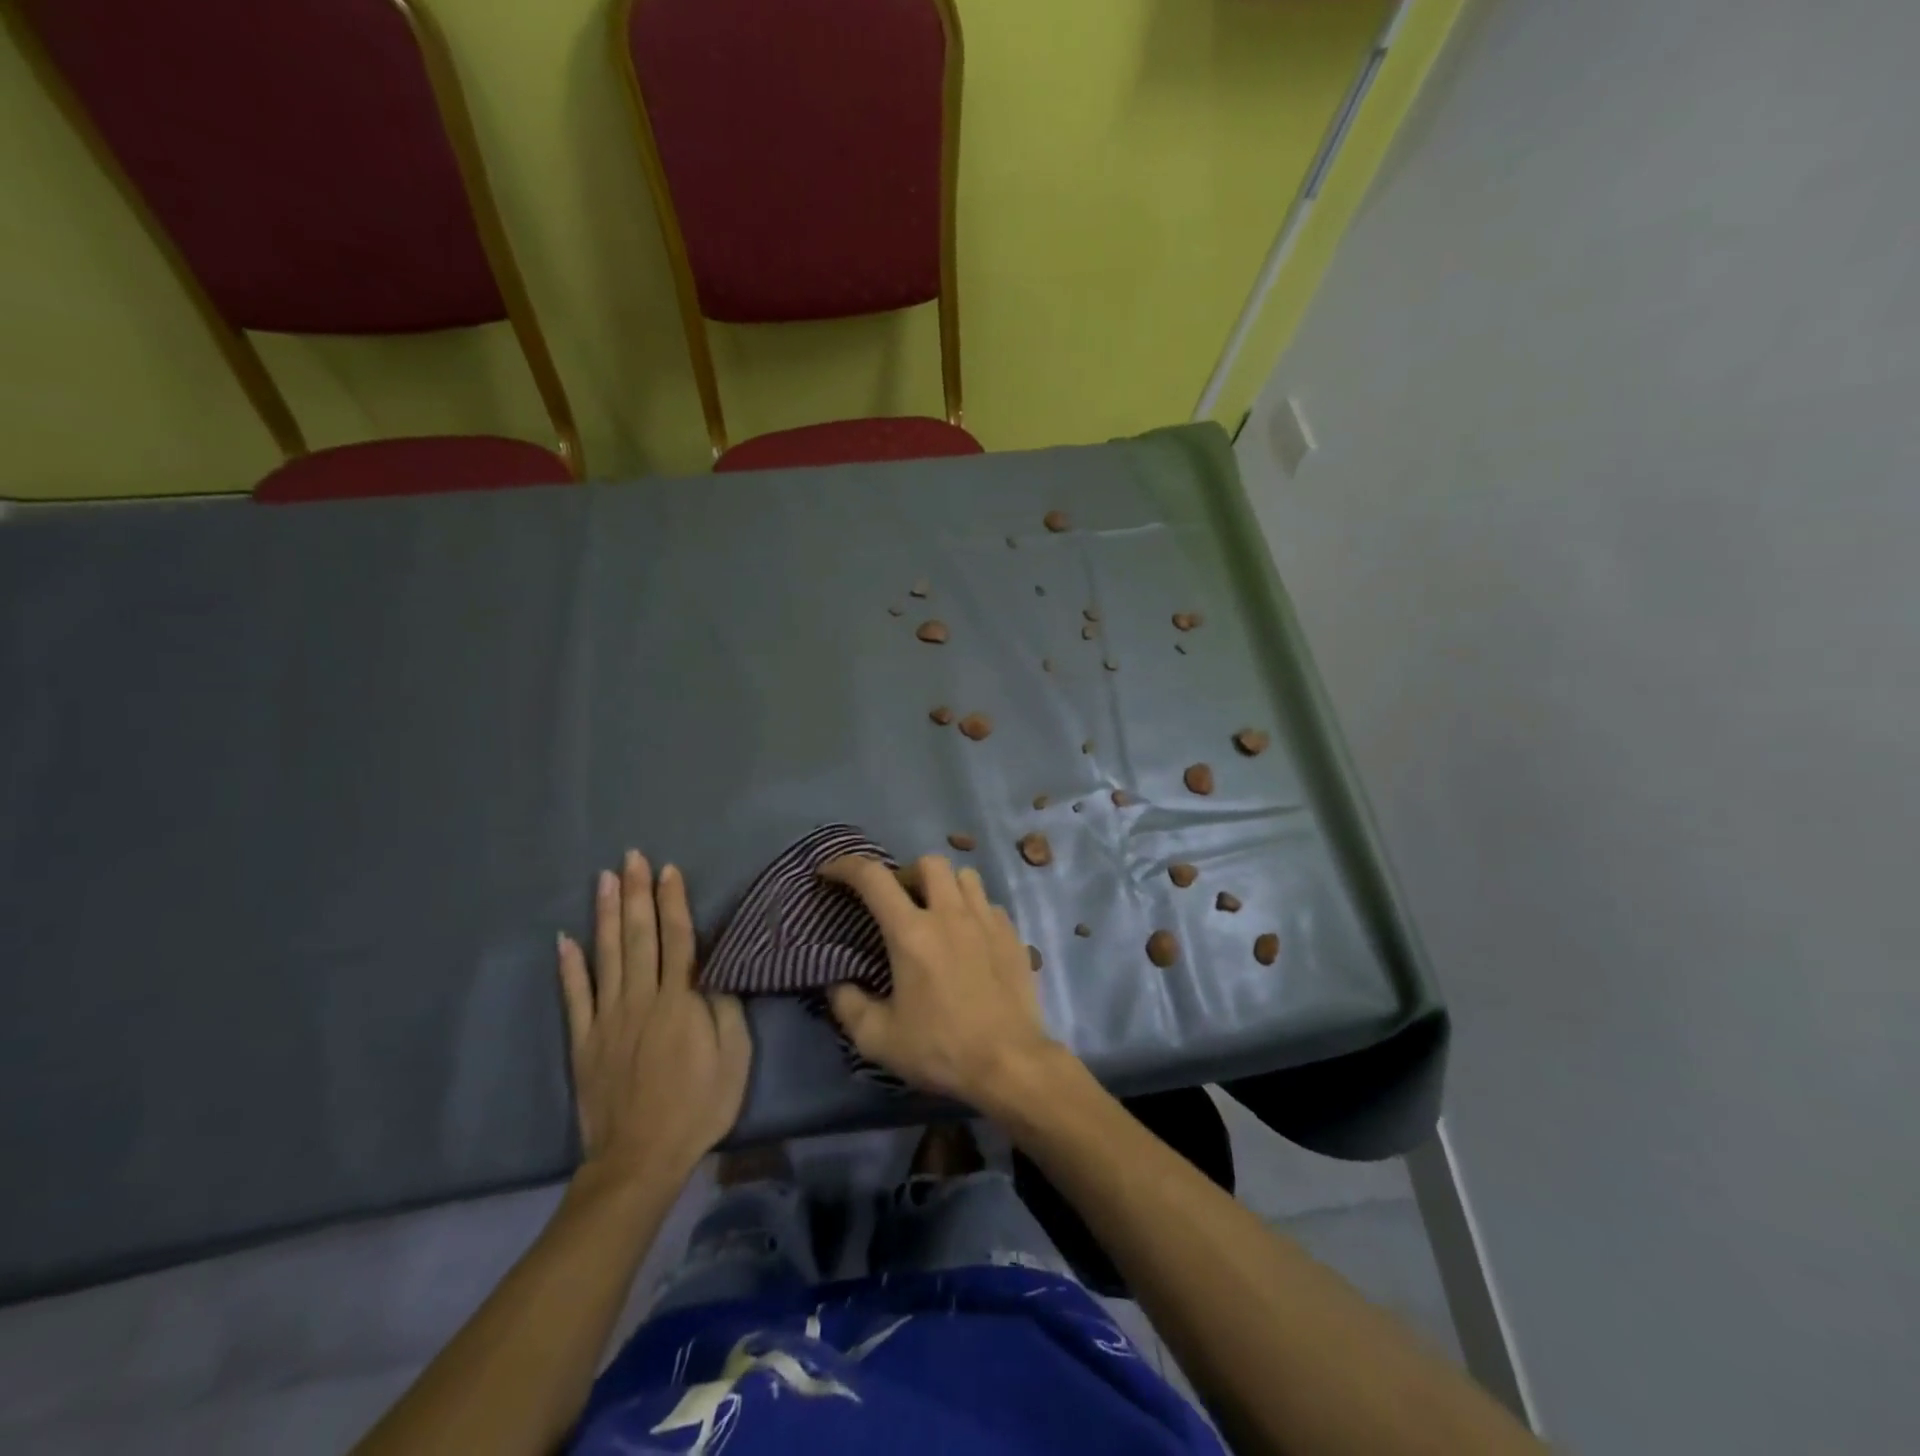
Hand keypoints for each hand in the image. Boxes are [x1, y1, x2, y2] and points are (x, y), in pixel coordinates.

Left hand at [557, 852, 750, 1185]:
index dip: (673, 902)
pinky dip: (569, 967)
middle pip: (639, 935)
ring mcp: (608, 1017)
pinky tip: (564, 939)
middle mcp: (642, 997)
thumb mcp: (733, 1056)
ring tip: (604, 879)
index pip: (678, 938)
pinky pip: (575, 996)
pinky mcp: (584, 1040)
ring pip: (606, 955)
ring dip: (605, 914)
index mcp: (680, 1000)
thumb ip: (724, 1008)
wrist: (640, 1158)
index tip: (668, 869)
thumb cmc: (698, 1105)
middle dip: (637, 893)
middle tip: (632, 857)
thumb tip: (714, 971)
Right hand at [819, 854, 1064, 1108]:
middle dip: (907, 873)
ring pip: (965, 875)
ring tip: (937, 913)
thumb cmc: (941, 1049)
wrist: (1010, 1063)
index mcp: (912, 933)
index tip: (830, 872)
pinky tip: (969, 938)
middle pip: (929, 863)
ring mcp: (986, 921)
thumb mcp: (878, 1039)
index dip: (846, 865)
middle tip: (898, 902)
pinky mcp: (1012, 935)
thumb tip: (837, 983)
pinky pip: (989, 903)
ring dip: (944, 886)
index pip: (873, 878)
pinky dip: (973, 910)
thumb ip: (848, 1005)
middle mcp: (950, 914)